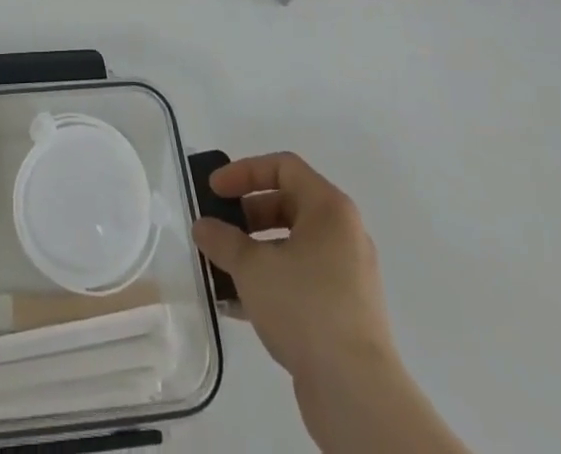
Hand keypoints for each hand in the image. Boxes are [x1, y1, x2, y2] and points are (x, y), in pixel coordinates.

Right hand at [193, 152, 391, 379]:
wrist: (357, 394)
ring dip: (254, 252)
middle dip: (246, 215)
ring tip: (221, 269)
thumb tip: (203, 227)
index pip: (283, 167)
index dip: (244, 172)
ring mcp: (347, 275)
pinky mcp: (345, 312)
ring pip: (292, 246)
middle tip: (217, 229)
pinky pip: (301, 280)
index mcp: (329, 208)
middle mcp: (343, 234)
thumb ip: (222, 240)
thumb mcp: (253, 267)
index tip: (214, 191)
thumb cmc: (305, 308)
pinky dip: (271, 282)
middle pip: (287, 205)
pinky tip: (238, 304)